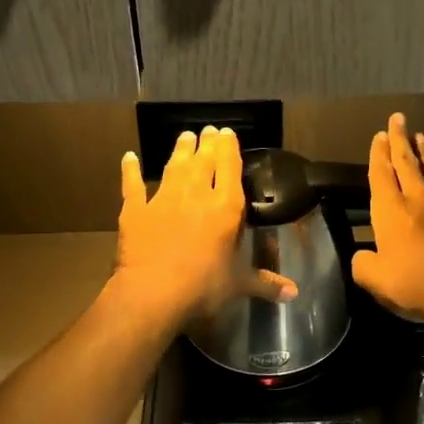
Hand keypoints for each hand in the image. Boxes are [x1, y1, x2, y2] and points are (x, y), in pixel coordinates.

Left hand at [109, 126, 296, 326]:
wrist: (153, 292)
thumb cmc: (203, 287)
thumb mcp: (238, 285)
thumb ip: (265, 283)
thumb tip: (294, 293)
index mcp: (226, 207)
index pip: (230, 167)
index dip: (229, 147)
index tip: (227, 133)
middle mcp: (196, 194)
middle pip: (203, 160)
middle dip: (207, 143)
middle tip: (208, 130)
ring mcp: (164, 198)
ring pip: (174, 166)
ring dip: (180, 150)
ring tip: (185, 136)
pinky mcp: (136, 210)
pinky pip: (133, 185)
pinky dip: (130, 170)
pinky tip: (129, 157)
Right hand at [351, 113, 423, 321]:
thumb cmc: (414, 285)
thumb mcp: (374, 279)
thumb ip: (362, 264)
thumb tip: (363, 256)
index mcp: (391, 212)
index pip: (381, 174)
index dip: (378, 154)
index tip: (379, 135)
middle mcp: (417, 202)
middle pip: (407, 164)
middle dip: (400, 140)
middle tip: (398, 119)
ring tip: (421, 137)